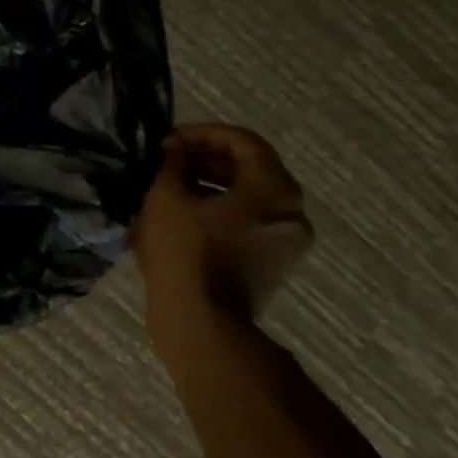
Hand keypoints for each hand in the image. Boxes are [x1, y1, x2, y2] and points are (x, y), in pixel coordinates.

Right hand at [131, 124, 312, 321]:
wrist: (202, 323)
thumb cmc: (185, 252)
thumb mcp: (166, 197)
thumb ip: (172, 163)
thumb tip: (175, 149)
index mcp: (274, 188)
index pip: (242, 141)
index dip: (202, 134)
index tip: (169, 140)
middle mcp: (291, 212)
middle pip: (248, 170)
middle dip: (204, 162)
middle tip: (166, 163)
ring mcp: (286, 242)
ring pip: (246, 200)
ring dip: (207, 189)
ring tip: (168, 191)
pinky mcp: (272, 266)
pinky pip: (246, 225)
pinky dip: (218, 215)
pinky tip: (181, 221)